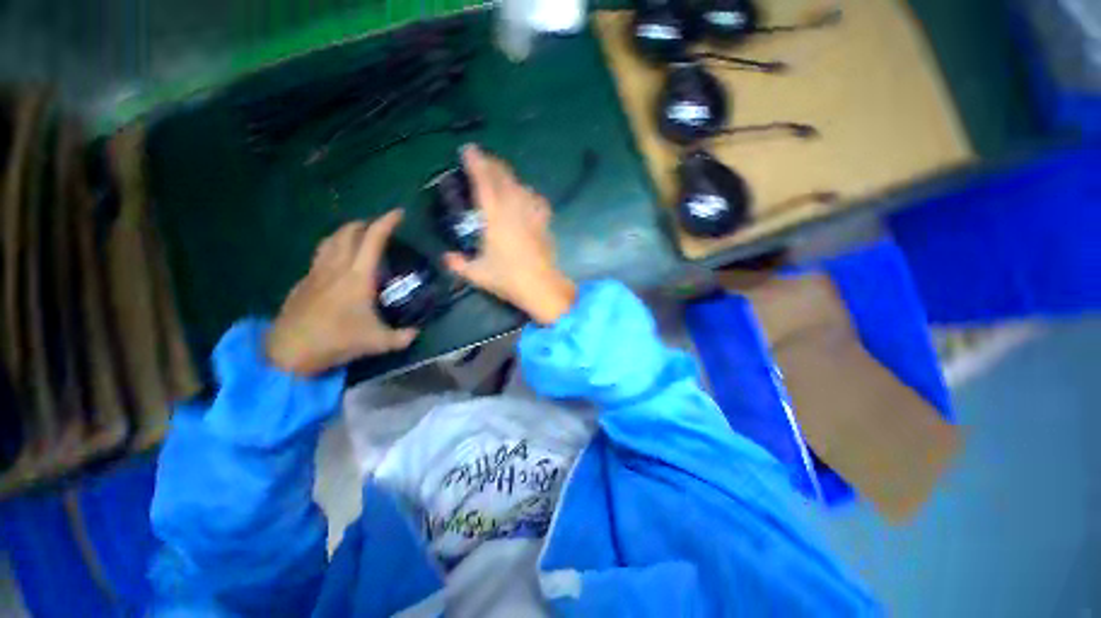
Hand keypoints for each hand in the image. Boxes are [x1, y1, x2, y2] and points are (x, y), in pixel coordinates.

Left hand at [265, 211, 417, 375]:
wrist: (290, 350)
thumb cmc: (337, 340)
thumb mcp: (378, 342)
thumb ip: (402, 337)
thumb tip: (416, 333)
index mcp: (358, 276)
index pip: (373, 239)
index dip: (387, 222)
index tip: (398, 213)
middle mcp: (337, 267)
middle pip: (348, 232)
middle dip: (365, 223)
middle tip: (378, 227)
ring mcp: (316, 272)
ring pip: (330, 240)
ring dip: (345, 232)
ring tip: (357, 236)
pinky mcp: (304, 282)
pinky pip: (320, 255)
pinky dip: (332, 249)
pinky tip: (337, 262)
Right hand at [443, 145, 576, 323]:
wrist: (540, 286)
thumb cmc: (508, 279)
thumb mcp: (477, 274)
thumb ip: (459, 264)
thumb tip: (446, 257)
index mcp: (494, 218)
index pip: (484, 183)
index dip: (475, 163)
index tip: (468, 149)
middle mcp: (513, 210)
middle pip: (503, 178)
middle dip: (492, 164)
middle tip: (482, 158)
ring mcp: (531, 216)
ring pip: (521, 186)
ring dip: (509, 176)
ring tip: (501, 174)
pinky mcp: (544, 224)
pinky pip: (537, 201)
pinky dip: (530, 194)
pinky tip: (527, 195)